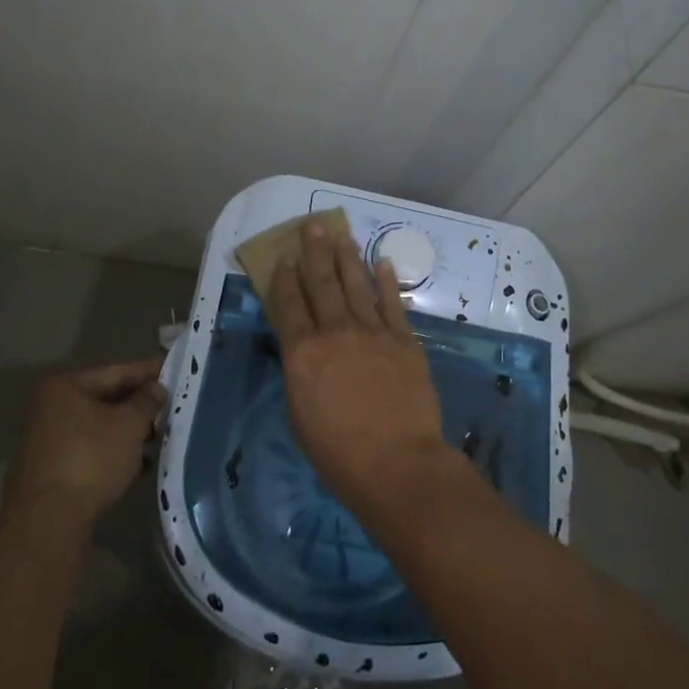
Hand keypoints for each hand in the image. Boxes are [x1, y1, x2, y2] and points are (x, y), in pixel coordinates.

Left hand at [4, 358, 166, 530]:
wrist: (47, 522)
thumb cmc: (91, 459)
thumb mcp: (129, 425)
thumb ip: (147, 401)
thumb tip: (156, 388)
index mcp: (64, 387)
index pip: (115, 372)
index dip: (147, 371)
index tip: (173, 368)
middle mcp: (50, 408)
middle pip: (104, 399)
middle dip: (139, 405)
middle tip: (170, 404)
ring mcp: (47, 441)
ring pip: (98, 427)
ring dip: (128, 432)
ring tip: (159, 436)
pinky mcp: (50, 471)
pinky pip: (90, 451)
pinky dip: (113, 453)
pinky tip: (139, 465)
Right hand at [265, 221, 446, 514]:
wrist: (397, 464)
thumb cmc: (338, 454)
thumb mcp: (299, 416)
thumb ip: (300, 376)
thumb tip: (304, 354)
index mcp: (302, 353)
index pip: (289, 306)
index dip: (285, 279)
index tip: (284, 257)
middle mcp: (335, 332)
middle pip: (322, 284)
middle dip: (315, 252)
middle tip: (312, 224)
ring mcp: (372, 332)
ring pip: (356, 285)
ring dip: (347, 257)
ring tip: (341, 233)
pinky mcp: (404, 340)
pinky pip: (393, 303)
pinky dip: (387, 281)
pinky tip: (382, 262)